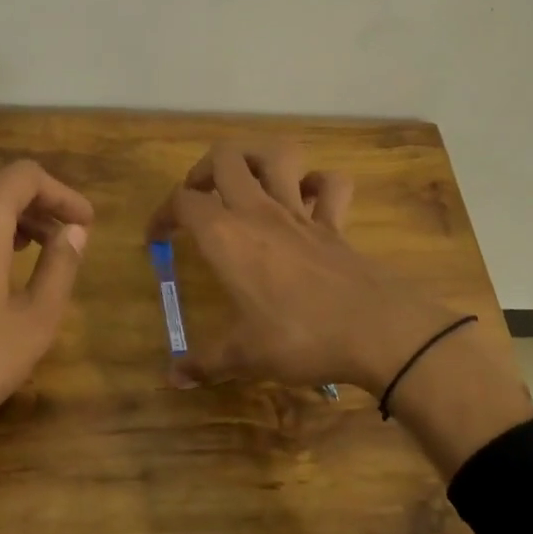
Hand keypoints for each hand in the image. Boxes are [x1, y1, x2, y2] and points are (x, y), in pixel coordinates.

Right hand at [147, 140, 460, 395]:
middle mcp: (258, 211)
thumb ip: (204, 363)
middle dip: (203, 170)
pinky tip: (308, 199)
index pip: (182, 202)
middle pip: (225, 157)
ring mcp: (300, 212)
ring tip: (246, 182)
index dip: (162, 214)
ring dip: (257, 159)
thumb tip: (173, 378)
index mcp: (225, 236)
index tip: (157, 239)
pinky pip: (331, 185)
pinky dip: (318, 184)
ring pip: (277, 155)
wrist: (375, 330)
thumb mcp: (243, 357)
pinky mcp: (335, 223)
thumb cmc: (298, 337)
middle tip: (199, 199)